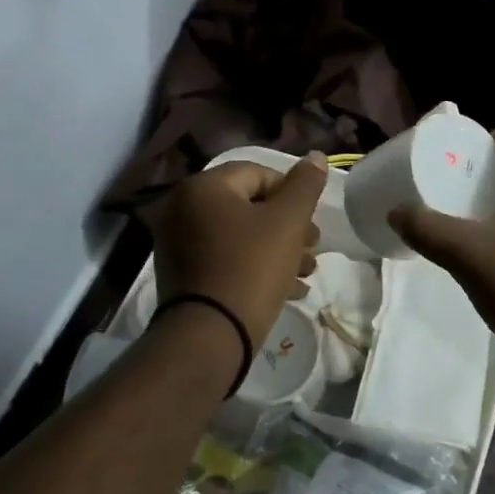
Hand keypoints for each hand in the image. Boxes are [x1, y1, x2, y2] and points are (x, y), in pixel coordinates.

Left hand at [143, 155, 326, 347]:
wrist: (209, 336)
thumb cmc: (251, 269)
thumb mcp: (288, 223)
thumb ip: (305, 186)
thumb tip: (316, 156)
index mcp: (204, 187)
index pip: (259, 174)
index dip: (293, 195)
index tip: (311, 225)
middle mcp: (183, 209)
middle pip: (250, 207)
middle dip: (288, 227)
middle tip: (313, 249)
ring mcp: (179, 244)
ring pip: (240, 237)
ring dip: (278, 250)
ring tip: (306, 273)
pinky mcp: (183, 276)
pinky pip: (226, 260)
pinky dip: (255, 268)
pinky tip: (287, 291)